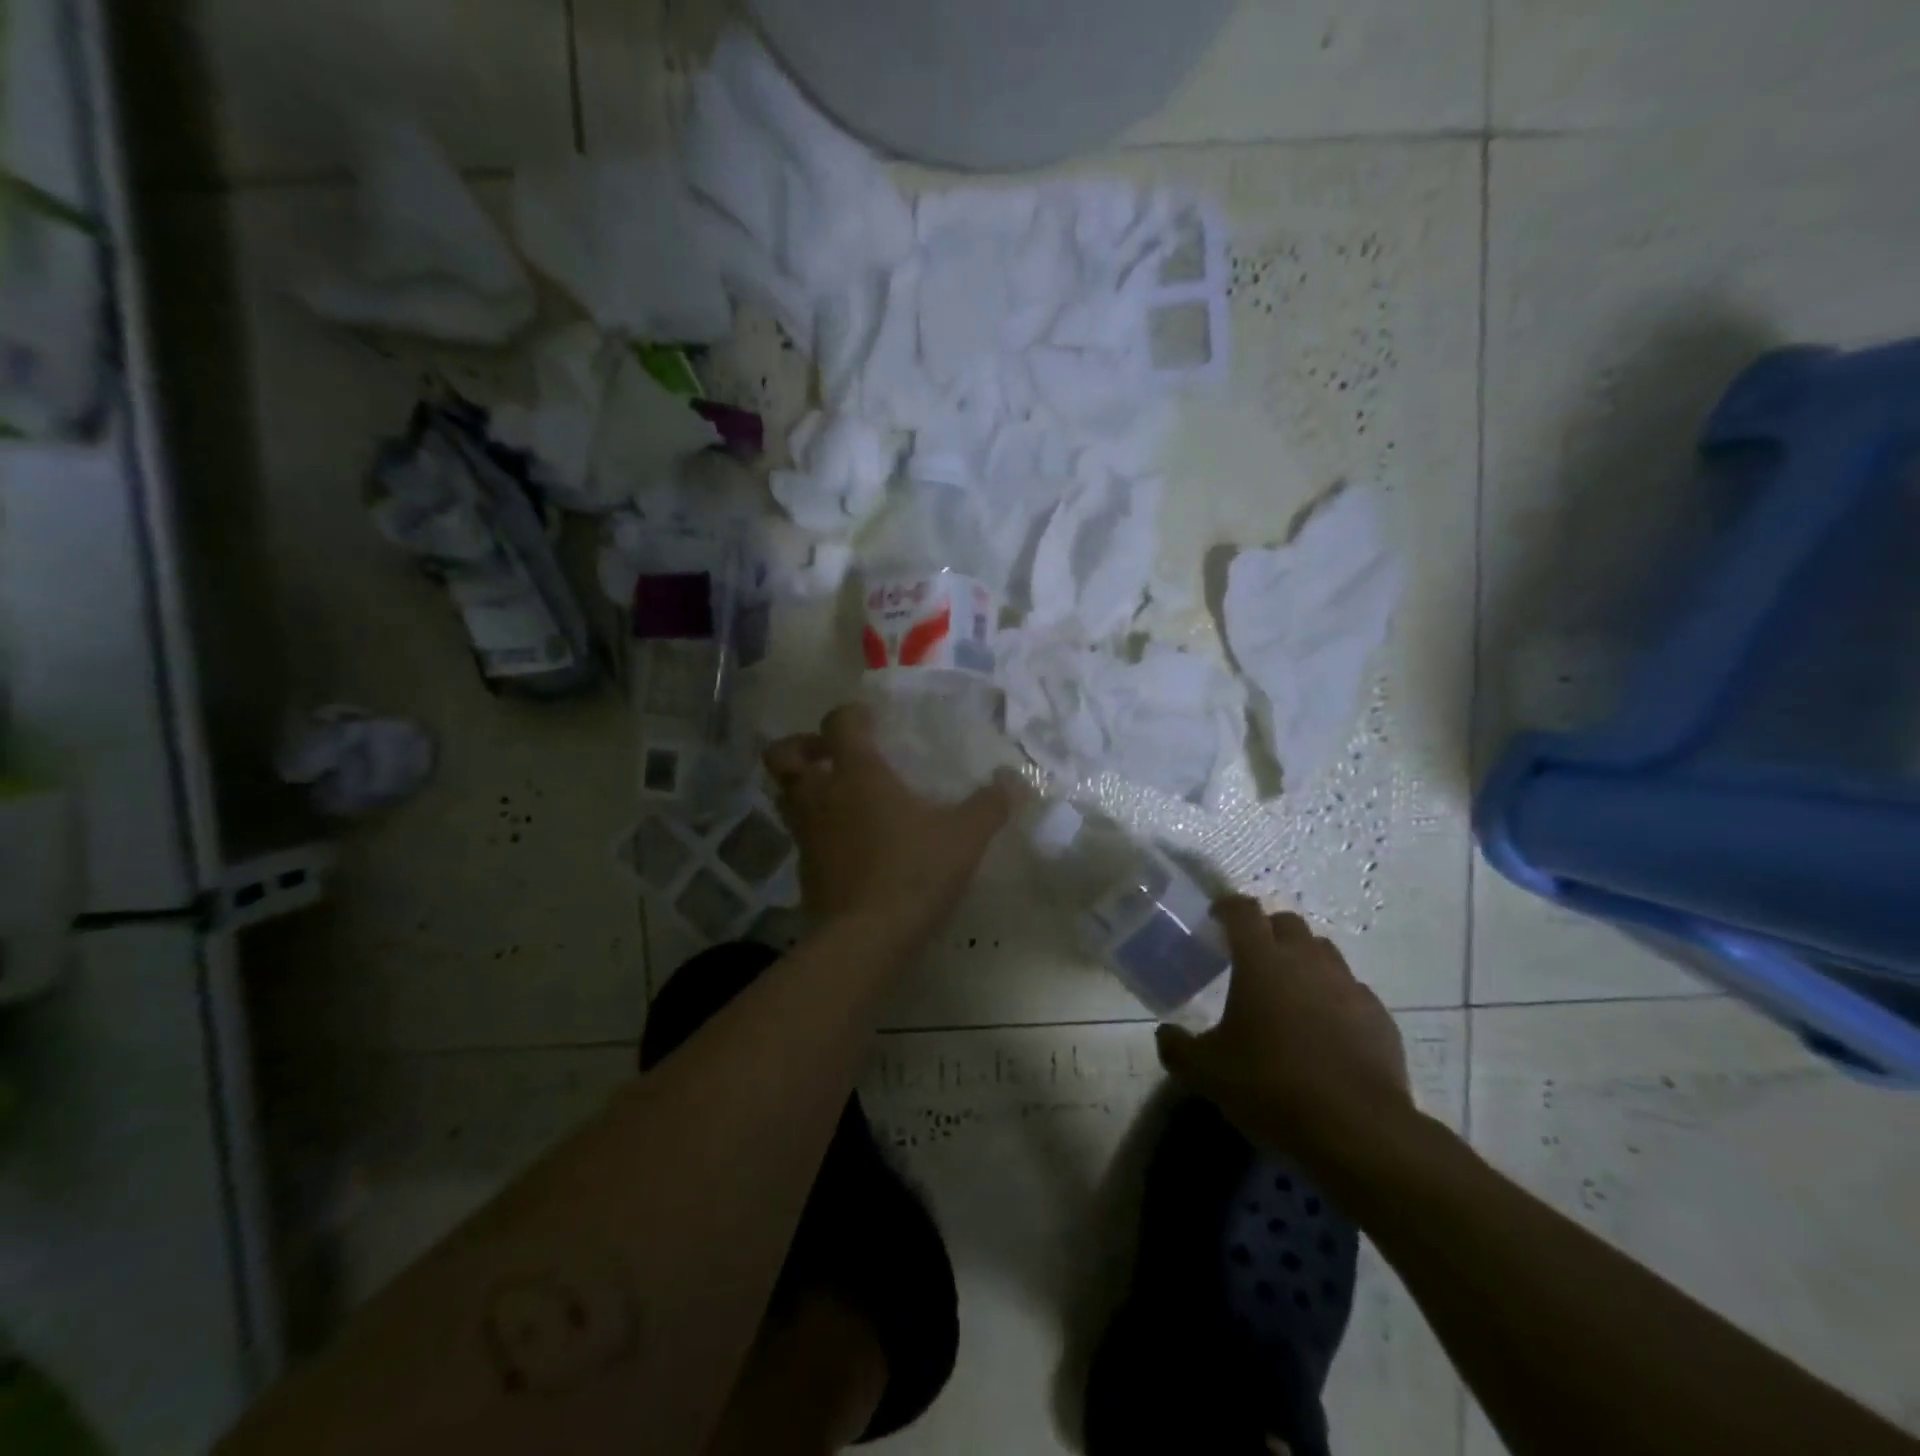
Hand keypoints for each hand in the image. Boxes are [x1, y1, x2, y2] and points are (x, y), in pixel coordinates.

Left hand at [764, 704, 1021, 942]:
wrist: (865, 939)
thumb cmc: (913, 872)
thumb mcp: (964, 837)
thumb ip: (990, 805)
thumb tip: (1016, 780)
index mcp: (856, 772)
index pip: (838, 722)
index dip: (851, 714)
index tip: (872, 721)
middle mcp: (820, 794)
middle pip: (783, 755)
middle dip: (802, 747)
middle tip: (832, 755)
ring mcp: (805, 833)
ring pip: (785, 795)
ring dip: (805, 787)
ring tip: (839, 796)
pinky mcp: (803, 868)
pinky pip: (799, 834)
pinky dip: (815, 827)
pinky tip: (847, 841)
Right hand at [1156, 901, 1414, 1165]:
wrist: (1356, 1130)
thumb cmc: (1270, 1086)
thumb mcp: (1206, 1072)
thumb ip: (1178, 1047)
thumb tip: (1165, 1033)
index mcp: (1261, 960)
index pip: (1243, 911)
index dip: (1227, 907)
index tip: (1216, 917)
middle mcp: (1306, 960)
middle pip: (1287, 923)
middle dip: (1268, 931)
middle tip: (1251, 958)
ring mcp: (1349, 986)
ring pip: (1324, 953)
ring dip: (1304, 961)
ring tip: (1290, 992)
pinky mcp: (1379, 1017)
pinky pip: (1353, 992)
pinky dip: (1335, 998)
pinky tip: (1326, 1030)